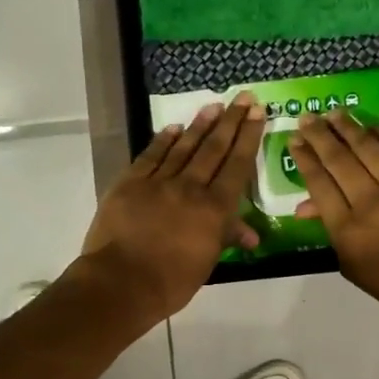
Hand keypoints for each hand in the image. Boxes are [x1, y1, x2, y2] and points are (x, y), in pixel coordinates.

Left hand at [74, 93, 265, 323]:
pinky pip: (151, 156)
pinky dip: (163, 140)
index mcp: (214, 209)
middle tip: (243, 97)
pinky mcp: (130, 183)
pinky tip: (174, 128)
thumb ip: (226, 238)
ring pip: (184, 147)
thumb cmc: (170, 281)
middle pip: (214, 149)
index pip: (237, 166)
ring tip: (214, 106)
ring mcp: (158, 181)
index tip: (257, 112)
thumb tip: (251, 235)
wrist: (121, 282)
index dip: (248, 137)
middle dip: (230, 121)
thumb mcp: (207, 263)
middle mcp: (190, 187)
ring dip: (201, 125)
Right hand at [289, 110, 378, 319]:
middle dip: (319, 135)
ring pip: (367, 147)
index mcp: (347, 230)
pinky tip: (371, 126)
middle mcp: (369, 202)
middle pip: (338, 159)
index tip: (294, 141)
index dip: (304, 159)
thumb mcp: (353, 266)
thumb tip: (306, 205)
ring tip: (334, 113)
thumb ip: (330, 232)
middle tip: (306, 118)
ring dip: (347, 127)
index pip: (319, 184)